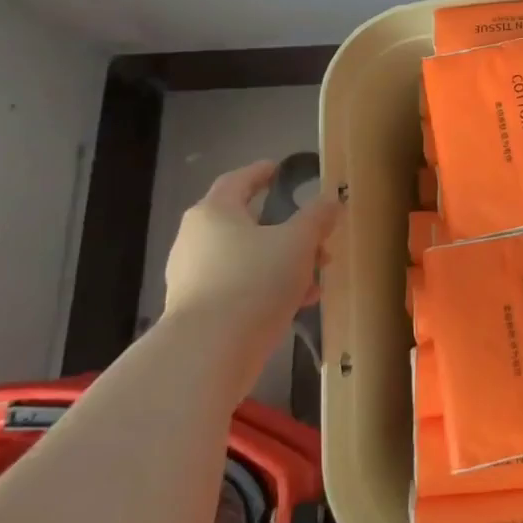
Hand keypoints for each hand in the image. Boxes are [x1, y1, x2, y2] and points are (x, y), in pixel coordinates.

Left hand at [165, 160, 342, 336]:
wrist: (208, 353)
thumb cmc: (253, 281)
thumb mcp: (297, 242)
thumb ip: (316, 217)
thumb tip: (330, 199)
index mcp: (214, 212)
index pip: (238, 180)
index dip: (261, 172)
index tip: (280, 169)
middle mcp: (196, 239)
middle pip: (246, 222)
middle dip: (286, 228)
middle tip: (317, 234)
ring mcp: (193, 277)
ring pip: (247, 258)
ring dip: (282, 261)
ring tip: (317, 276)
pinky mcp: (198, 311)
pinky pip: (240, 287)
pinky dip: (268, 287)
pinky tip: (299, 302)